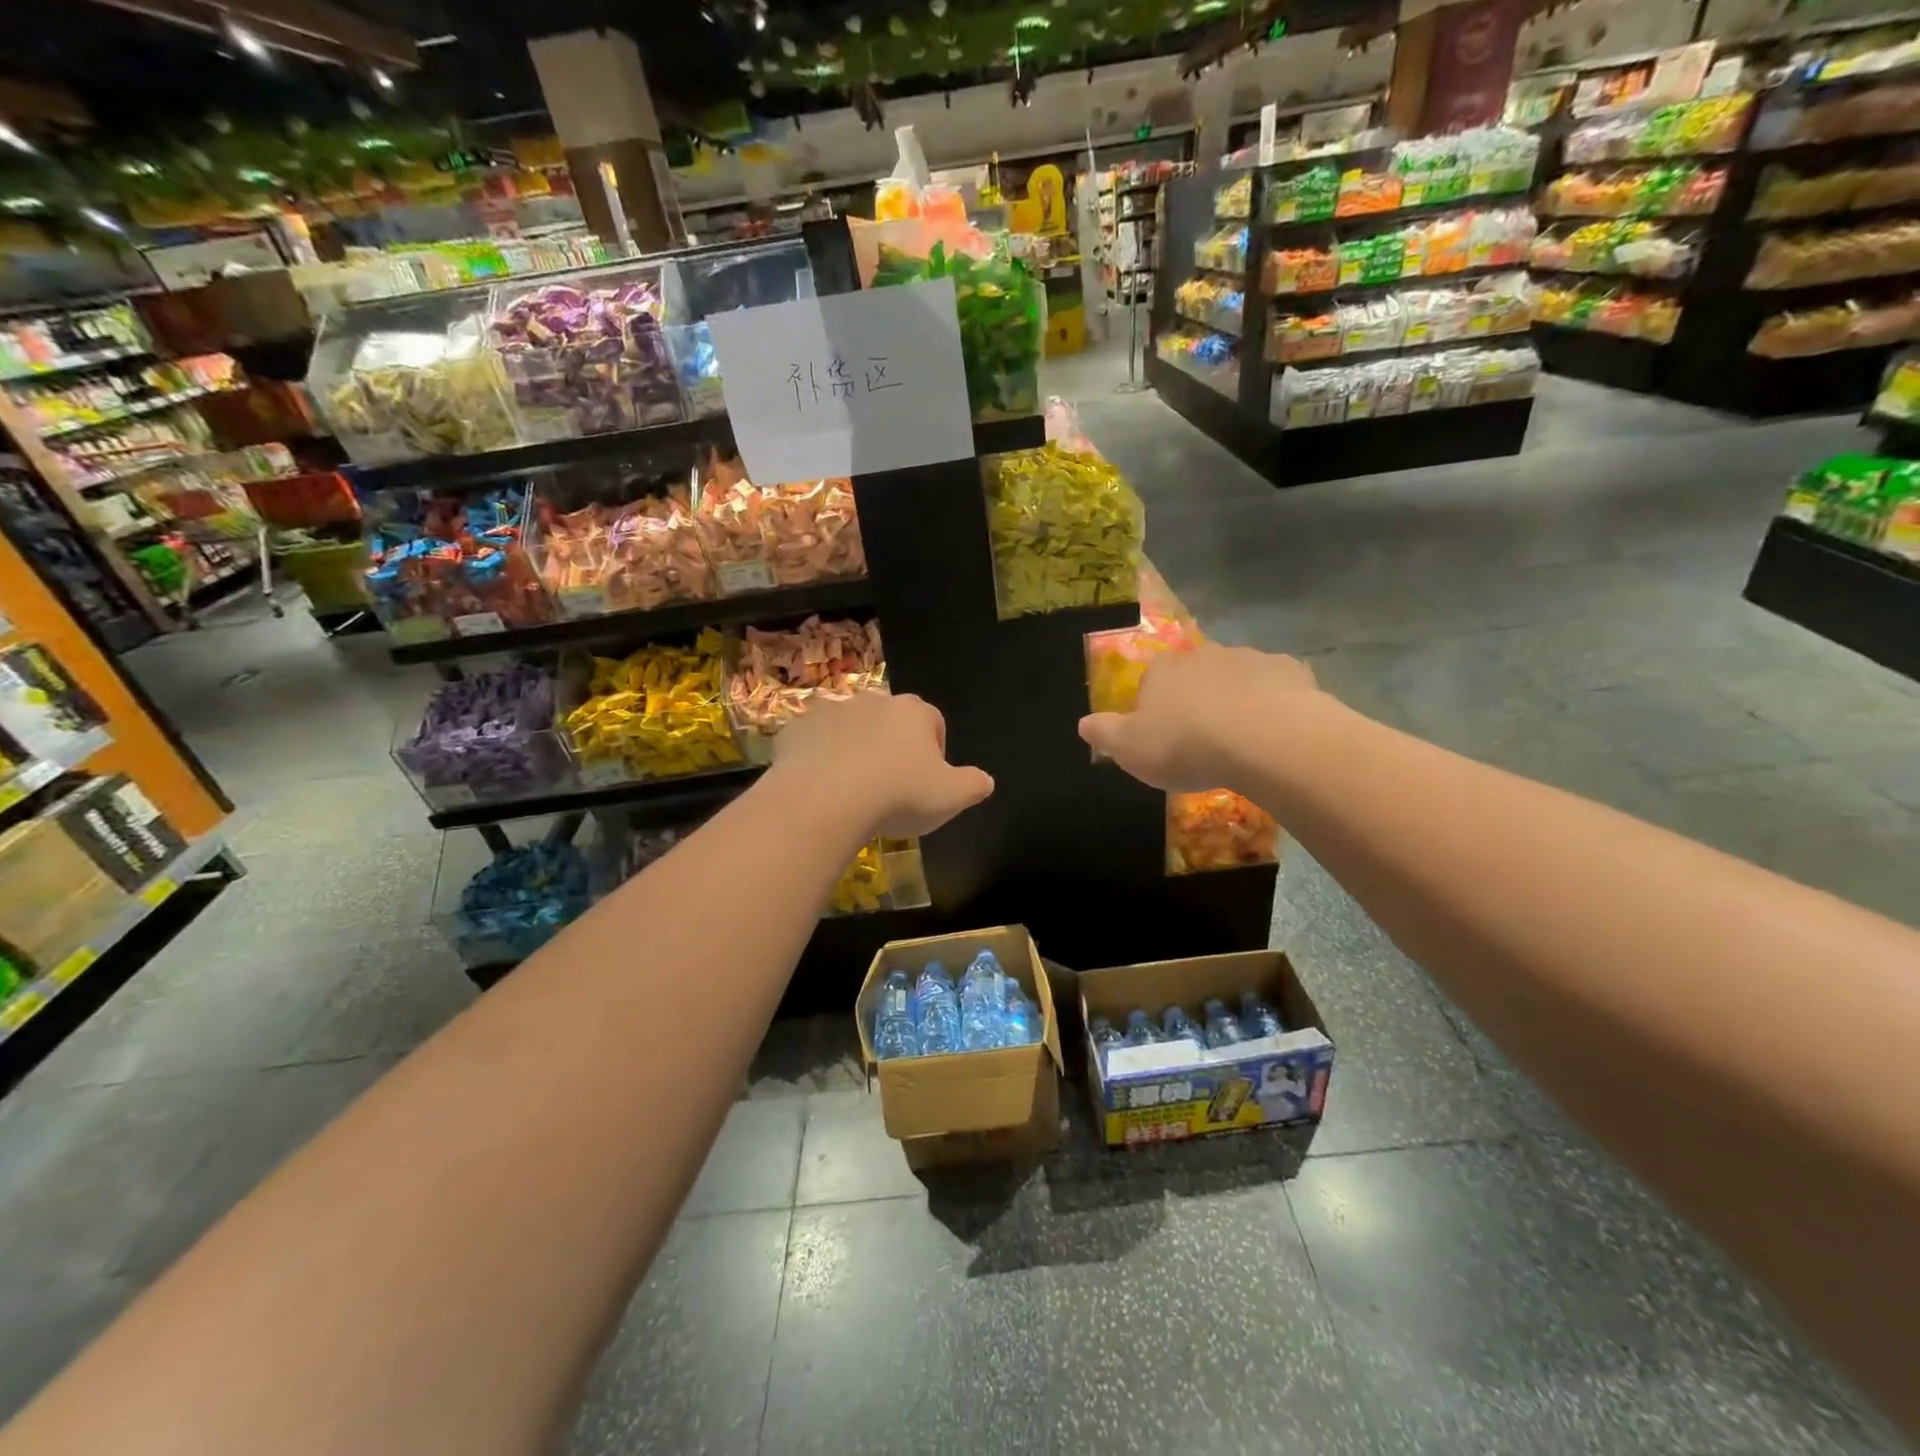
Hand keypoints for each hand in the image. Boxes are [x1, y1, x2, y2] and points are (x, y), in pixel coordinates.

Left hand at [772, 690, 993, 838]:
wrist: (826, 798)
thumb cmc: (899, 794)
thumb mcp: (951, 796)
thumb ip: (974, 785)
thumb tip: (985, 781)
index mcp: (913, 712)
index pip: (933, 722)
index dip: (934, 751)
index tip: (927, 782)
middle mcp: (873, 701)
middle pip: (889, 722)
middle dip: (891, 747)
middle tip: (889, 788)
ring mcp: (831, 711)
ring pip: (849, 729)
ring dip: (853, 751)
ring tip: (852, 791)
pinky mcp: (796, 729)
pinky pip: (812, 742)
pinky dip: (817, 760)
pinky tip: (820, 789)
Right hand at [1079, 643, 1318, 791]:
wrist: (1266, 740)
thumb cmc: (1187, 745)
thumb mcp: (1130, 749)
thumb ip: (1104, 733)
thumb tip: (1083, 723)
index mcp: (1162, 670)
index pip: (1150, 683)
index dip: (1154, 710)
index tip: (1163, 739)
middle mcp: (1203, 654)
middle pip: (1194, 677)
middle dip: (1196, 701)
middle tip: (1202, 741)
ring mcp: (1250, 658)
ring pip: (1236, 678)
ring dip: (1235, 701)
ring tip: (1241, 741)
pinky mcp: (1290, 671)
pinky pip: (1275, 687)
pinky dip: (1273, 704)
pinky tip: (1274, 733)